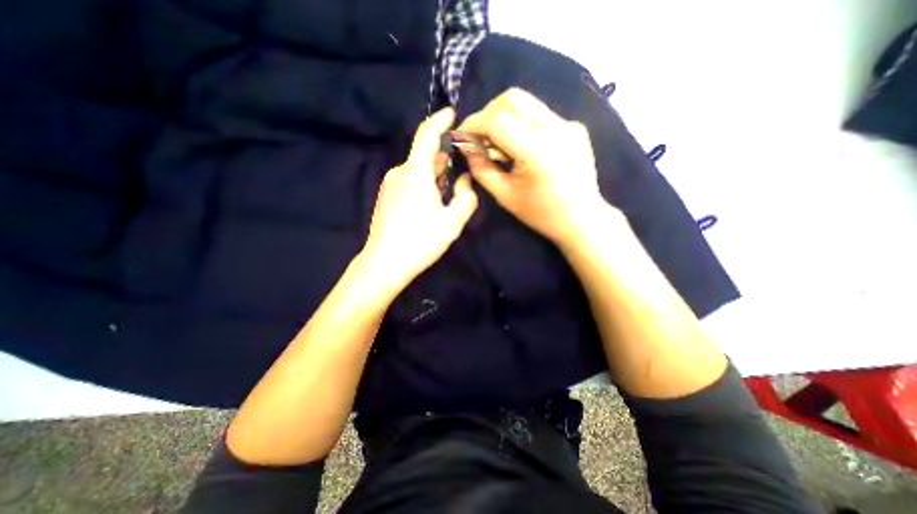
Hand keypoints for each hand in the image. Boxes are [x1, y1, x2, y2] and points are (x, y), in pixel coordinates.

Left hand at [360, 106, 480, 293]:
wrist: (385, 263)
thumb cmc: (421, 240)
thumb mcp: (453, 221)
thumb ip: (465, 197)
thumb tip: (463, 181)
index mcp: (415, 172)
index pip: (427, 135)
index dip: (440, 121)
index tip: (451, 114)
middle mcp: (399, 172)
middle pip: (425, 156)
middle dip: (444, 160)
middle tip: (460, 174)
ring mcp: (390, 184)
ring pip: (417, 171)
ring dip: (434, 176)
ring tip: (447, 196)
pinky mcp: (386, 196)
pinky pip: (409, 181)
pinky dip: (423, 185)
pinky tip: (429, 206)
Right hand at [456, 86, 606, 245]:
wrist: (582, 219)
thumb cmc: (541, 214)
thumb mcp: (505, 196)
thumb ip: (482, 168)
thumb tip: (467, 147)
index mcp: (537, 151)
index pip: (497, 121)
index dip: (473, 125)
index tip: (461, 136)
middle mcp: (556, 129)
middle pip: (513, 99)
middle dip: (487, 114)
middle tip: (479, 136)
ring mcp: (569, 125)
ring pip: (527, 103)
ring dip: (504, 117)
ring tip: (497, 143)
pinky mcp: (574, 127)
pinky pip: (540, 115)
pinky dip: (522, 124)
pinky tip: (519, 147)